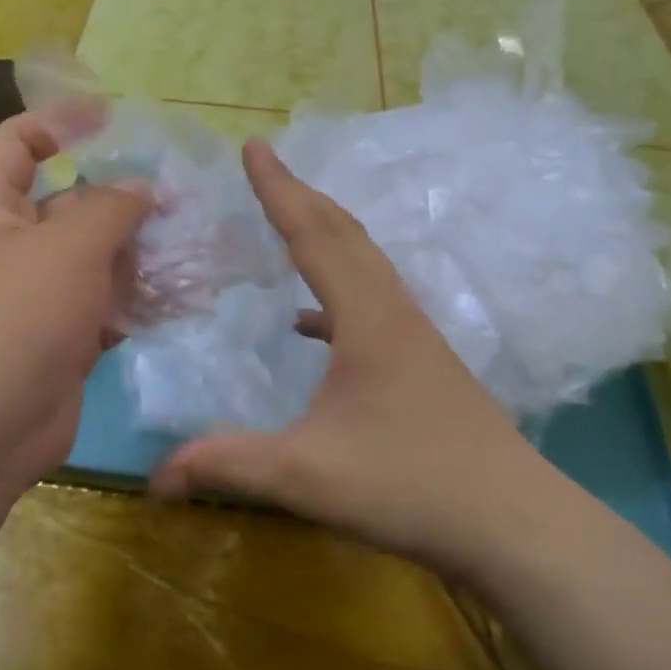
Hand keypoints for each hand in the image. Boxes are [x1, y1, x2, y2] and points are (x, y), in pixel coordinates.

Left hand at [0, 112, 151, 496]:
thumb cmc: (17, 317)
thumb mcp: (68, 247)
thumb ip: (111, 208)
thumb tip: (142, 188)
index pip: (16, 143)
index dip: (59, 122)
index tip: (112, 121)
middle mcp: (11, 245)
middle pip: (69, 202)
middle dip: (121, 198)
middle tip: (180, 196)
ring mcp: (38, 294)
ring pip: (94, 257)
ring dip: (139, 251)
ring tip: (193, 243)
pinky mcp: (62, 336)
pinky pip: (104, 303)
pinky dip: (136, 298)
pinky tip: (180, 295)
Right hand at [151, 140, 557, 578]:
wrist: (515, 524)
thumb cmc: (411, 486)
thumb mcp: (306, 476)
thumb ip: (228, 464)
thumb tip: (155, 476)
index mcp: (366, 319)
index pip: (314, 236)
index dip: (279, 189)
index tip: (253, 146)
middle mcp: (393, 313)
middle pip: (345, 235)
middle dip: (302, 196)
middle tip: (266, 167)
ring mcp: (414, 337)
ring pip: (364, 265)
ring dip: (325, 235)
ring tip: (288, 222)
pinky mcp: (423, 364)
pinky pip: (371, 305)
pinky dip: (336, 293)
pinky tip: (310, 323)